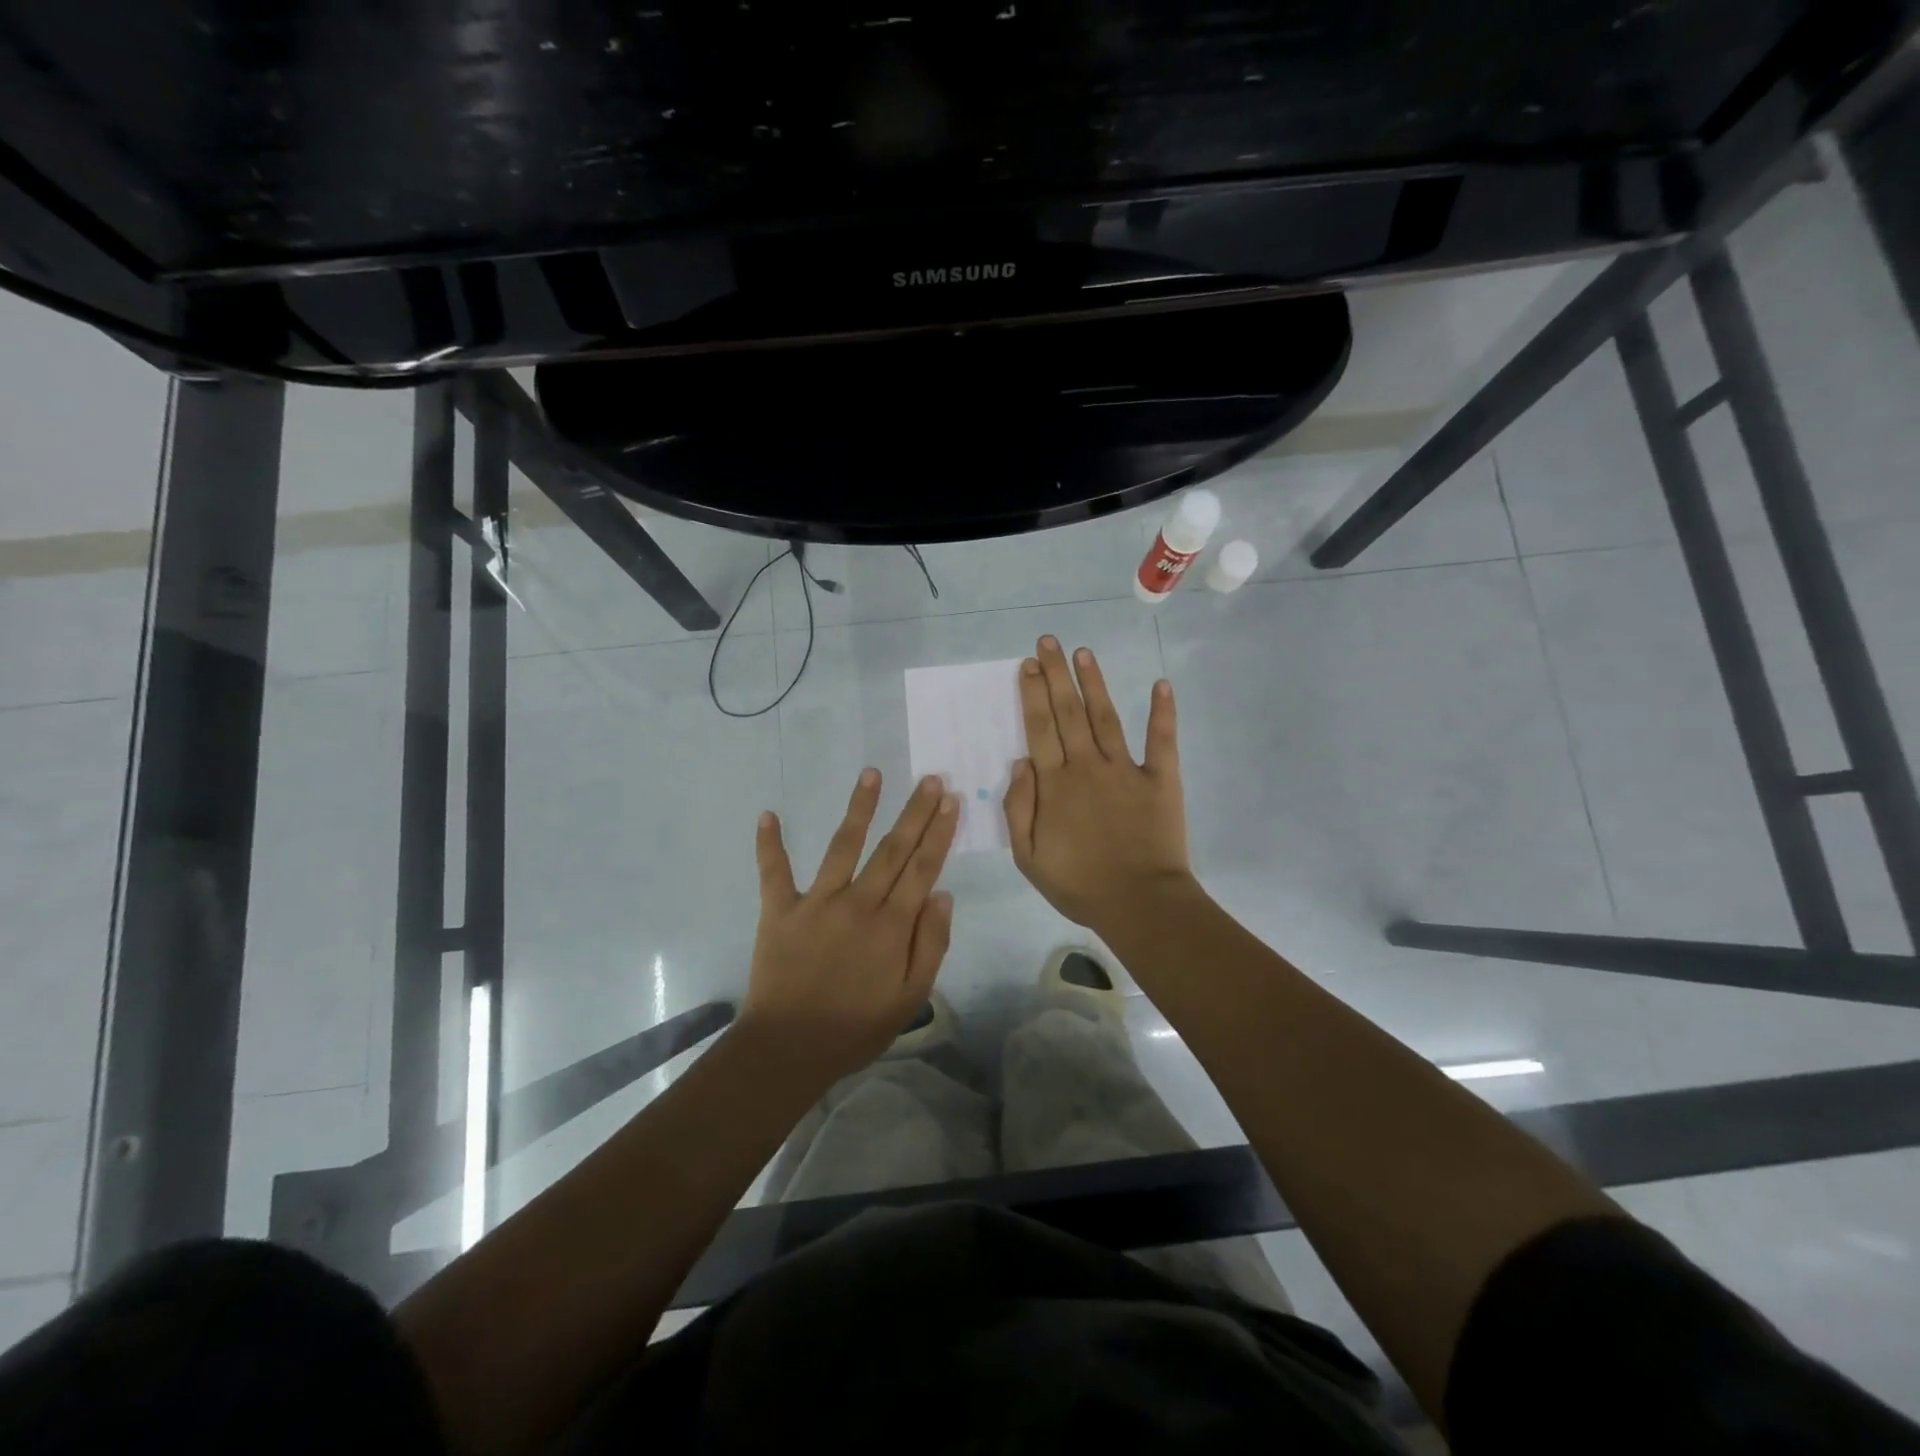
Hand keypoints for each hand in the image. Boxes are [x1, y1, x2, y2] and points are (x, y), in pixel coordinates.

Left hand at [743, 769, 958, 1086]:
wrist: (789, 1049)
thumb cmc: (856, 1028)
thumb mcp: (910, 998)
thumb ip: (930, 944)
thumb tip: (943, 894)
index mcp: (892, 925)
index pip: (923, 868)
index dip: (939, 832)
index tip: (951, 801)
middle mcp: (858, 902)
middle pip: (893, 849)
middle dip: (914, 812)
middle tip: (929, 779)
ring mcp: (817, 902)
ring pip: (843, 845)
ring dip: (859, 807)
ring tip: (872, 774)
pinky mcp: (780, 910)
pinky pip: (774, 871)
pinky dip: (769, 844)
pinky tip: (768, 814)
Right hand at [1003, 636, 1194, 933]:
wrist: (1140, 904)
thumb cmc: (1079, 884)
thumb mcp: (1028, 857)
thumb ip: (1018, 808)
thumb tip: (1020, 763)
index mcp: (1055, 785)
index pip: (1039, 729)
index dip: (1031, 695)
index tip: (1026, 666)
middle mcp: (1088, 766)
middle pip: (1068, 712)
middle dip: (1055, 675)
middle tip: (1048, 642)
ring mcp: (1126, 769)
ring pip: (1106, 717)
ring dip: (1094, 683)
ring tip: (1083, 653)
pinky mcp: (1161, 779)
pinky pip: (1162, 740)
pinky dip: (1163, 712)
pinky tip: (1161, 685)